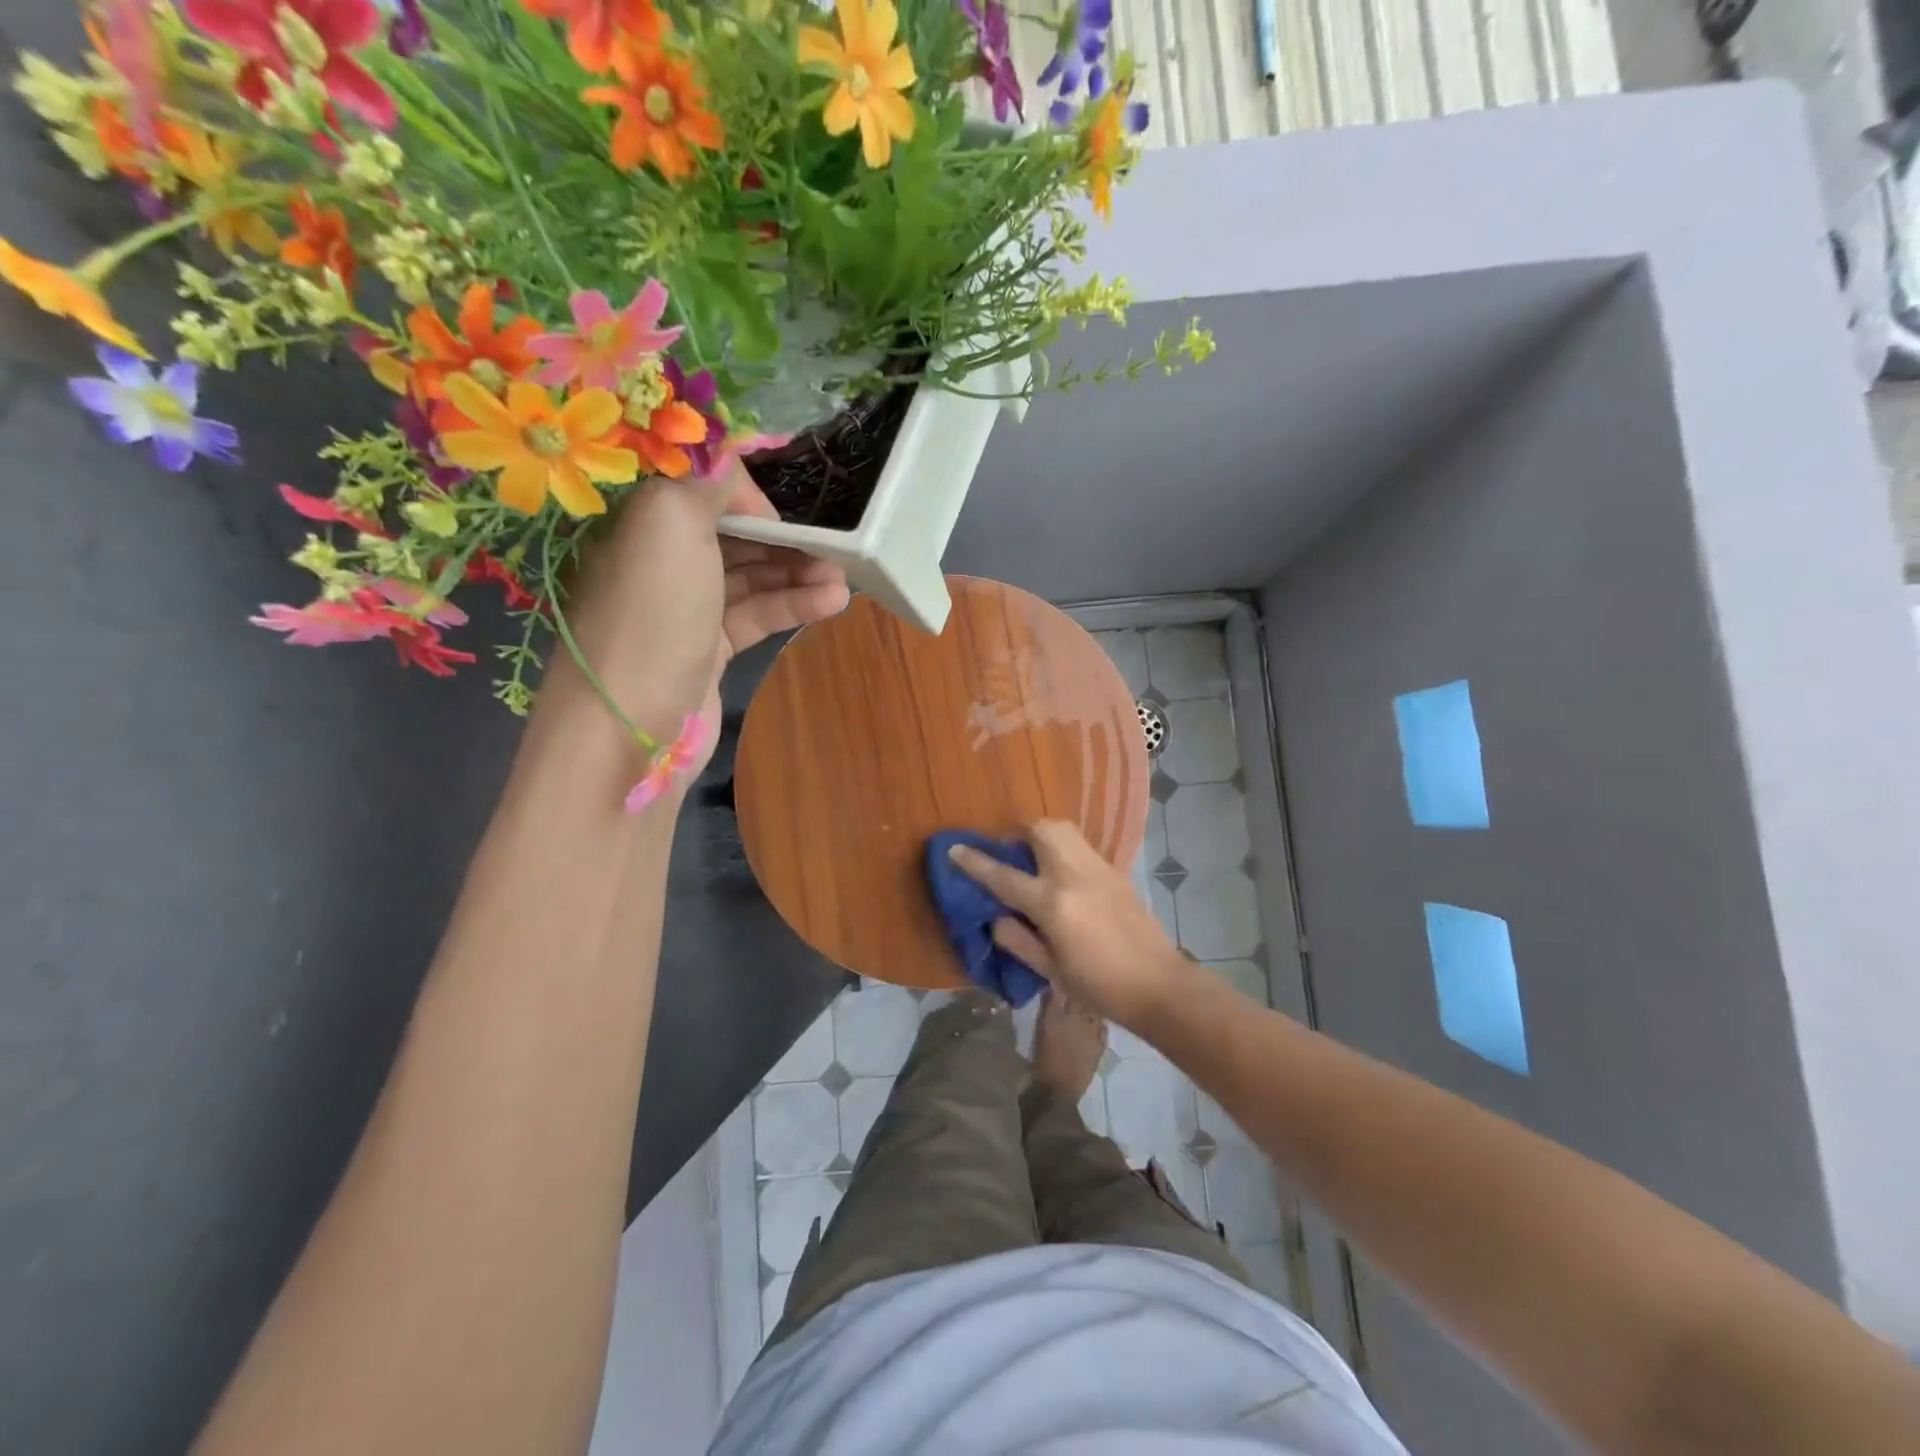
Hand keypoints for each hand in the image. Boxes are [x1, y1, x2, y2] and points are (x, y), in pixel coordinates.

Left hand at [537, 462, 849, 772]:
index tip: (784, 510)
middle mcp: (660, 561)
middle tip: (832, 545)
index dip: (744, 495)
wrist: (628, 723)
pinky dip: (793, 606)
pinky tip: (832, 602)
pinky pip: (755, 616)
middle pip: (731, 535)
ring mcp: (685, 609)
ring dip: (797, 572)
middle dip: (782, 536)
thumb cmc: (652, 613)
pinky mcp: (708, 650)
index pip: (698, 491)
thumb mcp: (671, 523)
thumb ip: (706, 483)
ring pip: (750, 578)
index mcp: (641, 522)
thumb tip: (733, 467)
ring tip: (843, 576)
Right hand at [948, 821, 1190, 1030]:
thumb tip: (996, 918)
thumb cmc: (1100, 987)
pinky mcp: (1116, 871)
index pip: (1004, 876)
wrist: (1158, 985)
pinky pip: (1081, 844)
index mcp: (1052, 904)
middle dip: (1017, 831)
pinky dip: (1063, 846)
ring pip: (1064, 829)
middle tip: (1007, 851)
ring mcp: (1098, 868)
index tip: (955, 848)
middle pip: (1040, 830)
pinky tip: (1062, 871)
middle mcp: (1073, 875)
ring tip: (1033, 855)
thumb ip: (1018, 941)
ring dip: (1041, 833)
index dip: (975, 862)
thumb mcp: (1051, 972)